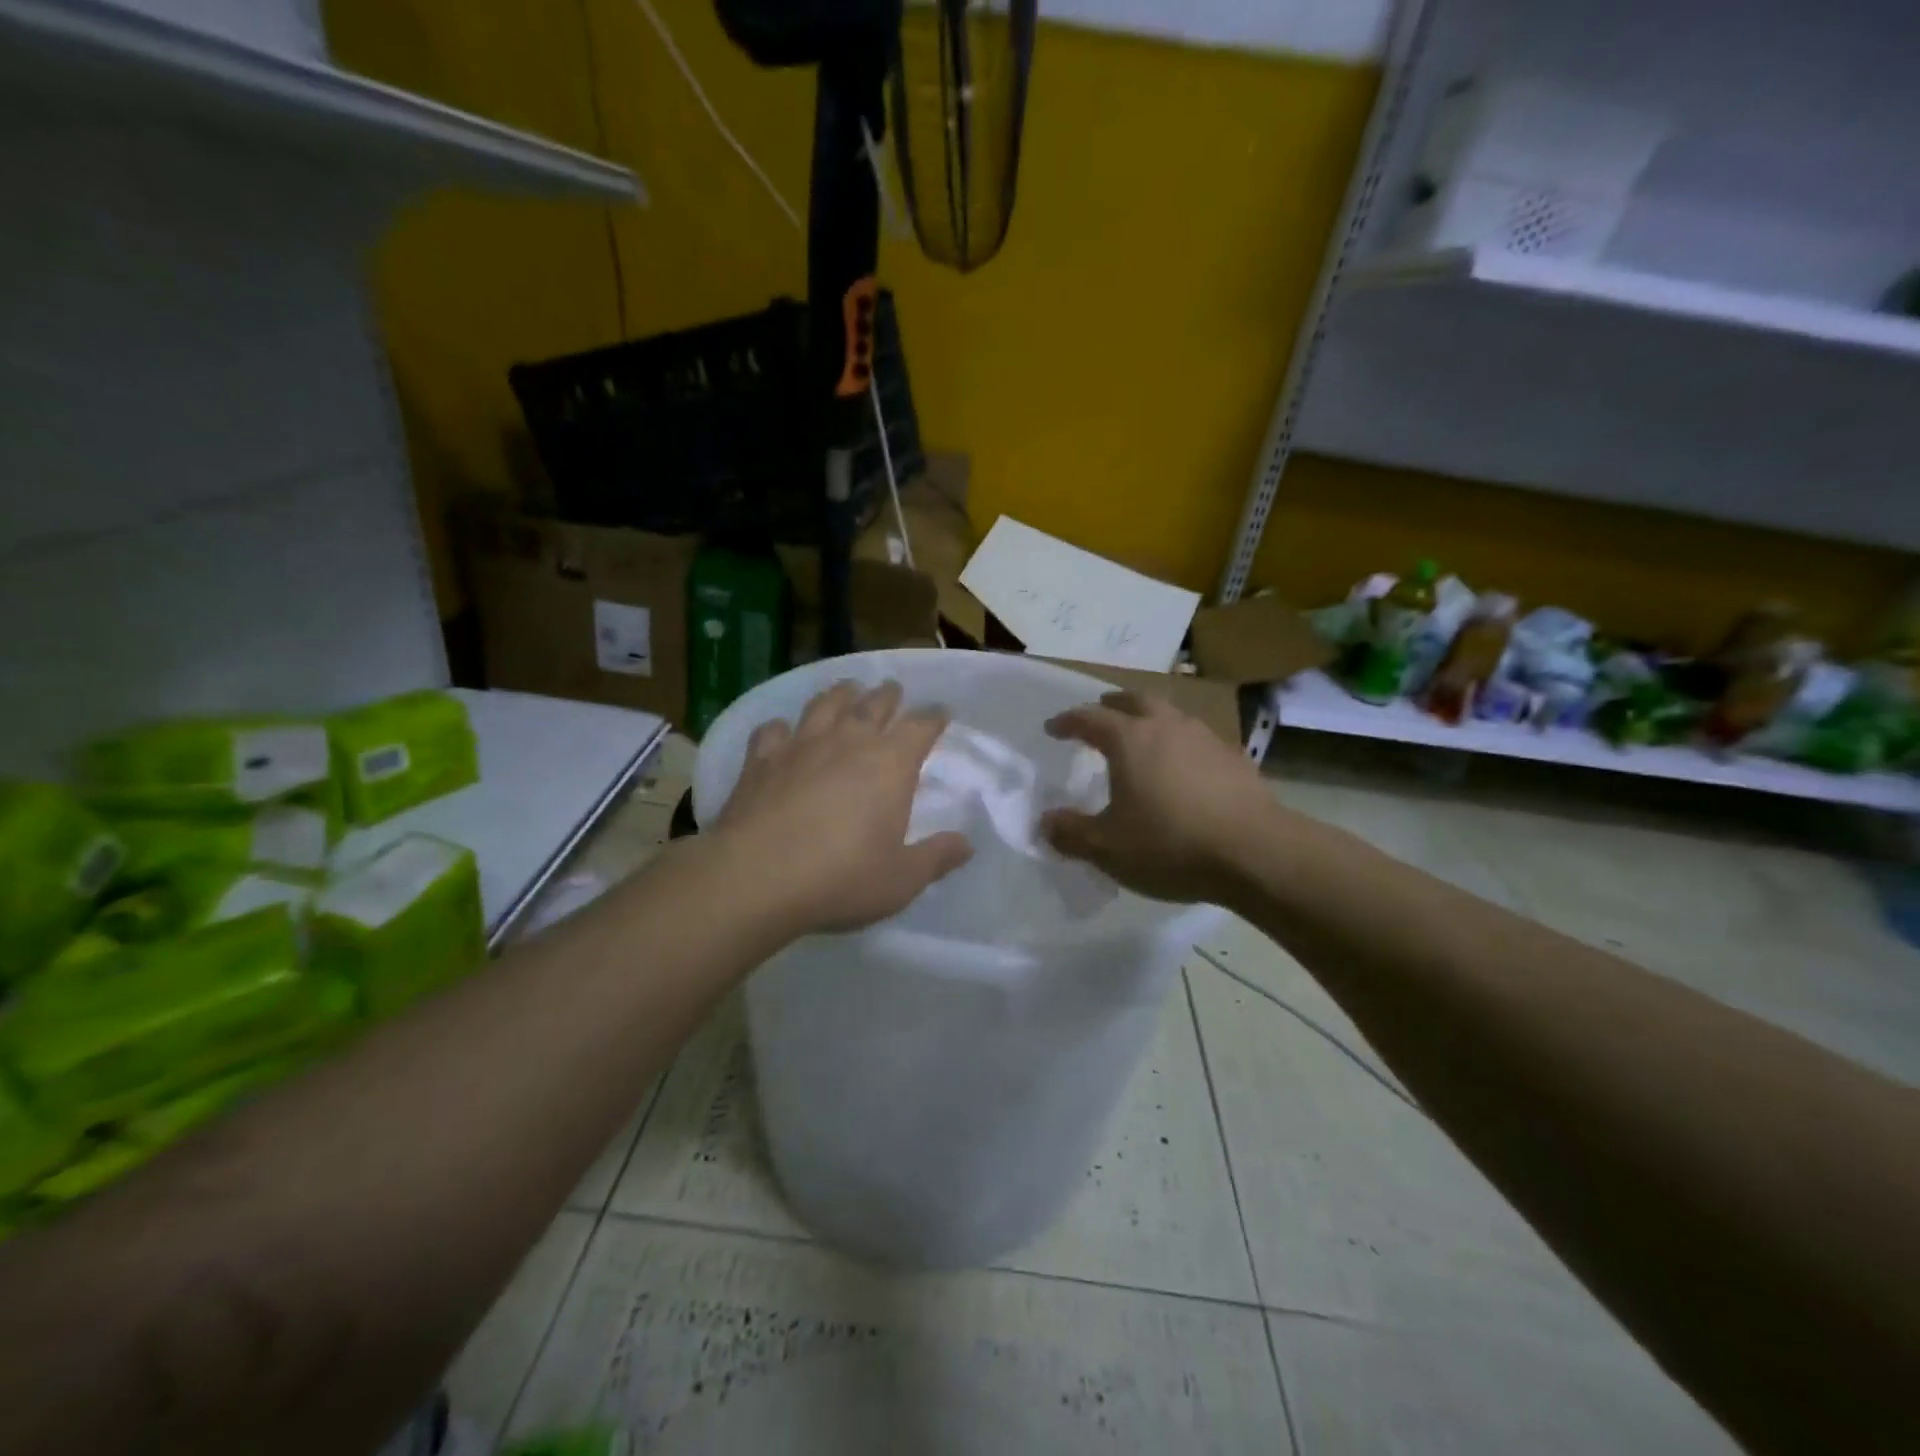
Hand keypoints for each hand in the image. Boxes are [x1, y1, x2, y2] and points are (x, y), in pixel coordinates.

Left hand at [714, 680, 972, 935]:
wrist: (758, 876)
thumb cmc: (842, 878)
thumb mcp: (902, 879)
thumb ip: (936, 857)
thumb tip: (966, 843)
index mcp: (890, 764)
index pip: (920, 728)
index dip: (934, 718)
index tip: (941, 712)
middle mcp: (848, 742)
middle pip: (872, 705)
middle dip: (887, 696)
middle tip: (893, 689)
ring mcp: (800, 746)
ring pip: (824, 705)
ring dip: (840, 694)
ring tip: (847, 688)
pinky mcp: (760, 760)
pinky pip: (773, 731)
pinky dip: (781, 727)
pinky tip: (782, 731)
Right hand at [1040, 690, 1266, 903]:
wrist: (1256, 852)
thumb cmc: (1170, 845)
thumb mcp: (1108, 848)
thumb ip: (1071, 833)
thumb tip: (1044, 822)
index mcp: (1130, 739)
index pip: (1090, 718)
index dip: (1067, 721)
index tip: (1053, 728)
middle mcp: (1167, 726)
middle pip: (1135, 701)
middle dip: (1113, 704)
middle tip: (1101, 712)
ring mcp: (1205, 738)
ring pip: (1171, 714)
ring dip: (1150, 718)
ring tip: (1143, 736)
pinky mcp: (1234, 758)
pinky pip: (1198, 738)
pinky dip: (1180, 743)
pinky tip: (1184, 766)